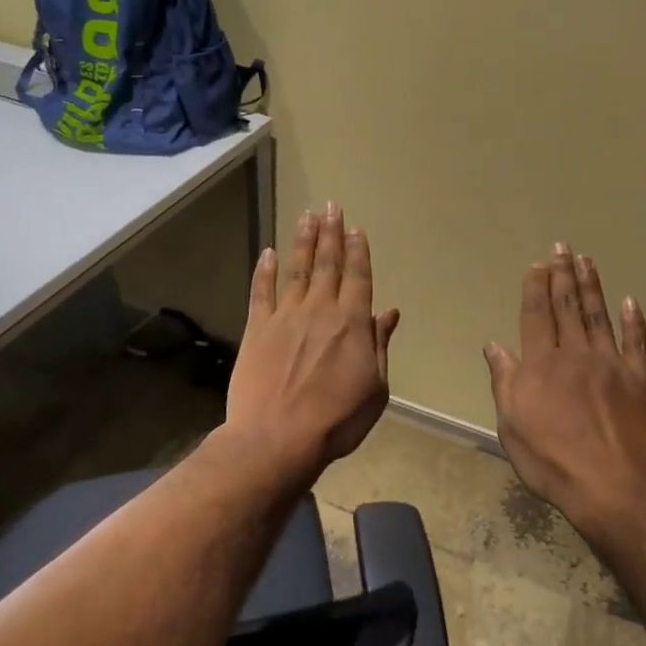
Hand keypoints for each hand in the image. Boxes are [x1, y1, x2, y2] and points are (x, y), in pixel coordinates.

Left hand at [225, 202, 398, 486]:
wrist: (278, 438)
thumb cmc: (337, 419)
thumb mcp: (375, 388)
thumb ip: (379, 345)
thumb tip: (389, 313)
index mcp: (352, 323)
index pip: (358, 277)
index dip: (357, 250)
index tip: (355, 228)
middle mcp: (319, 310)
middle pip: (328, 264)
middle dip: (330, 234)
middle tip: (330, 206)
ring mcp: (285, 316)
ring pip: (297, 270)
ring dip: (303, 242)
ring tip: (307, 216)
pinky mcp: (257, 329)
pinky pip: (261, 292)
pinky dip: (265, 271)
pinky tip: (268, 253)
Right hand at [485, 244, 645, 529]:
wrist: (613, 486)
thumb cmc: (552, 461)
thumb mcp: (512, 426)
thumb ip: (505, 381)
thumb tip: (494, 345)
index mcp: (541, 365)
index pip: (536, 315)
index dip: (536, 287)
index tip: (538, 264)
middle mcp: (575, 354)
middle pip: (567, 307)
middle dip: (562, 275)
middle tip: (562, 248)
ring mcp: (610, 364)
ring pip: (599, 316)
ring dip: (592, 286)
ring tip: (587, 260)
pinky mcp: (640, 379)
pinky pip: (636, 343)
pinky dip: (633, 321)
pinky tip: (630, 301)